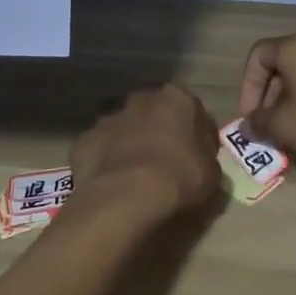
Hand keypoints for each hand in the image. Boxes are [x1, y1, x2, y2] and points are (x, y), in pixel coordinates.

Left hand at [69, 84, 220, 225]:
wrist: (126, 196)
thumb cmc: (179, 178)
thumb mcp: (211, 172)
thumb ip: (205, 156)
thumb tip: (198, 157)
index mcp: (176, 98)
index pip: (193, 110)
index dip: (197, 134)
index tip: (198, 156)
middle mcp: (141, 99)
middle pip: (154, 113)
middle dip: (159, 131)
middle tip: (165, 162)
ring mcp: (109, 118)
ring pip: (124, 128)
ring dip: (130, 144)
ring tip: (135, 176)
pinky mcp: (85, 140)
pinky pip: (100, 149)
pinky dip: (105, 161)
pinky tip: (111, 184)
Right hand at [237, 34, 295, 166]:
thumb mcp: (286, 126)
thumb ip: (260, 123)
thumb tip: (248, 125)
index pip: (258, 55)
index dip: (247, 86)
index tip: (251, 116)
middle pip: (282, 64)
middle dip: (270, 96)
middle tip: (269, 126)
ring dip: (292, 100)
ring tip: (292, 131)